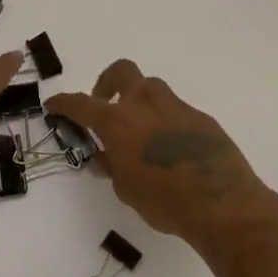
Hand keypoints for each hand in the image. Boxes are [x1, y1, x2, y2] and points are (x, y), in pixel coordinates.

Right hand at [47, 60, 277, 246]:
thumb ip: (111, 167)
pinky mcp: (200, 117)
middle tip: (104, 104)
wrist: (223, 204)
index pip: (80, 103)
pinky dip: (165, 120)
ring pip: (151, 87)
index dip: (63, 103)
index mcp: (117, 121)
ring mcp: (175, 106)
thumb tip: (104, 158)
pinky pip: (175, 110)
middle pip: (121, 72)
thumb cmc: (165, 202)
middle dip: (106, 82)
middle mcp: (144, 104)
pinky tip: (170, 147)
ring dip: (139, 99)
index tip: (54, 105)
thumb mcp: (126, 190)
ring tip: (139, 127)